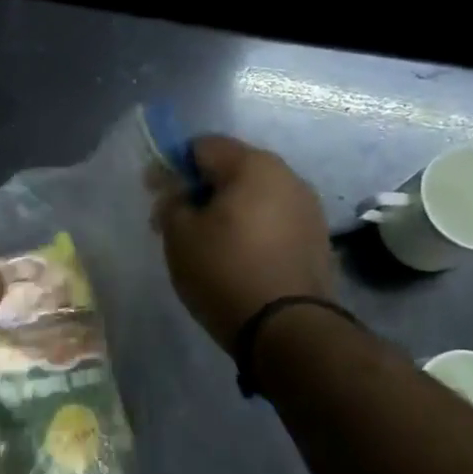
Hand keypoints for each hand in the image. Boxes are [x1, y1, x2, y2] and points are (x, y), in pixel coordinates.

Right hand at [154, 136, 335, 350]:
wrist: (286, 327)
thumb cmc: (224, 271)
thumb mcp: (180, 236)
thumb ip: (171, 202)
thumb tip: (175, 190)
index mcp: (253, 165)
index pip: (202, 146)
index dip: (172, 165)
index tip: (156, 194)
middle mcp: (287, 176)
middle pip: (232, 169)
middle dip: (201, 189)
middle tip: (177, 221)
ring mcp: (308, 207)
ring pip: (255, 195)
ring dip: (228, 210)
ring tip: (207, 243)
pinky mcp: (316, 238)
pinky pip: (273, 220)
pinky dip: (251, 229)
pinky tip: (237, 256)